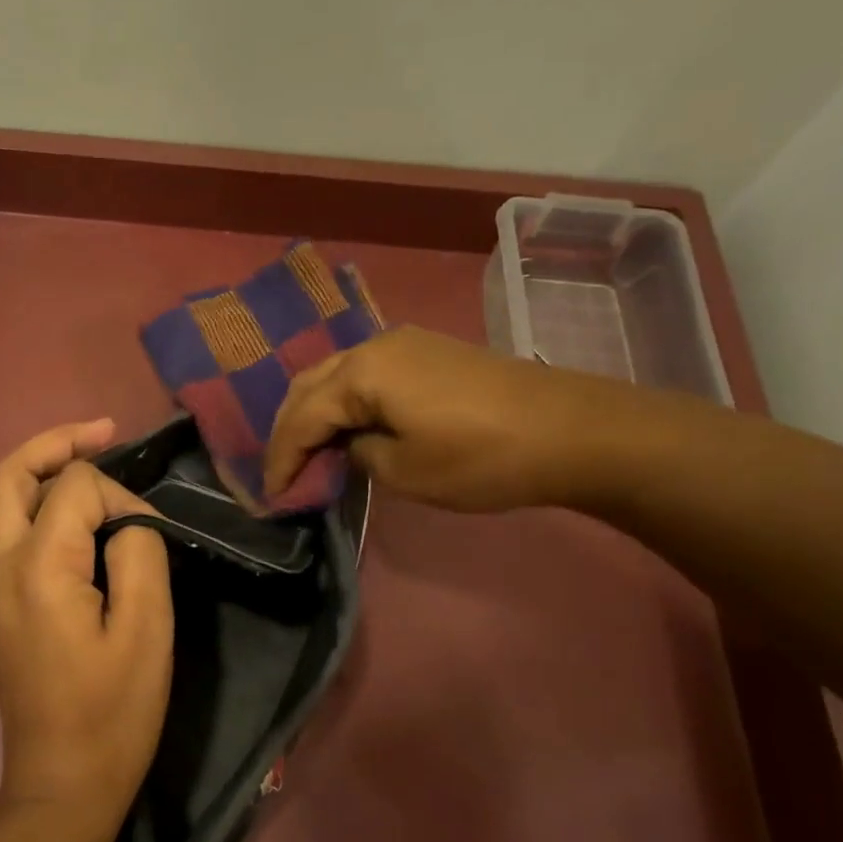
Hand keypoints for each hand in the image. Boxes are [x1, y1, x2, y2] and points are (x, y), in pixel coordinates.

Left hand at [0, 420, 174, 832]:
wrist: (61, 784)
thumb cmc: (113, 714)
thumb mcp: (146, 630)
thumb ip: (138, 553)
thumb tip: (127, 521)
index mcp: (36, 568)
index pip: (74, 488)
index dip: (120, 495)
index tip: (153, 534)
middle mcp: (1, 566)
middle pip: (12, 475)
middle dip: (57, 443)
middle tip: (106, 432)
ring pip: (7, 501)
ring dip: (47, 471)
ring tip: (96, 460)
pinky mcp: (0, 605)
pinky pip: (14, 532)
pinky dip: (43, 506)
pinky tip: (82, 515)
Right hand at [263, 327, 654, 513]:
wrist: (572, 430)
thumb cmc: (481, 458)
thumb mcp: (404, 471)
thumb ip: (357, 455)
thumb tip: (348, 446)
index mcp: (362, 373)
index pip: (301, 416)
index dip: (281, 458)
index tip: (270, 497)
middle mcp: (375, 346)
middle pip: (310, 385)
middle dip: (289, 430)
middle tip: (282, 472)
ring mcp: (405, 344)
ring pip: (336, 376)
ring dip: (315, 413)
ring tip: (307, 453)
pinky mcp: (428, 353)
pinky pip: (366, 375)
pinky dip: (344, 403)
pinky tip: (346, 429)